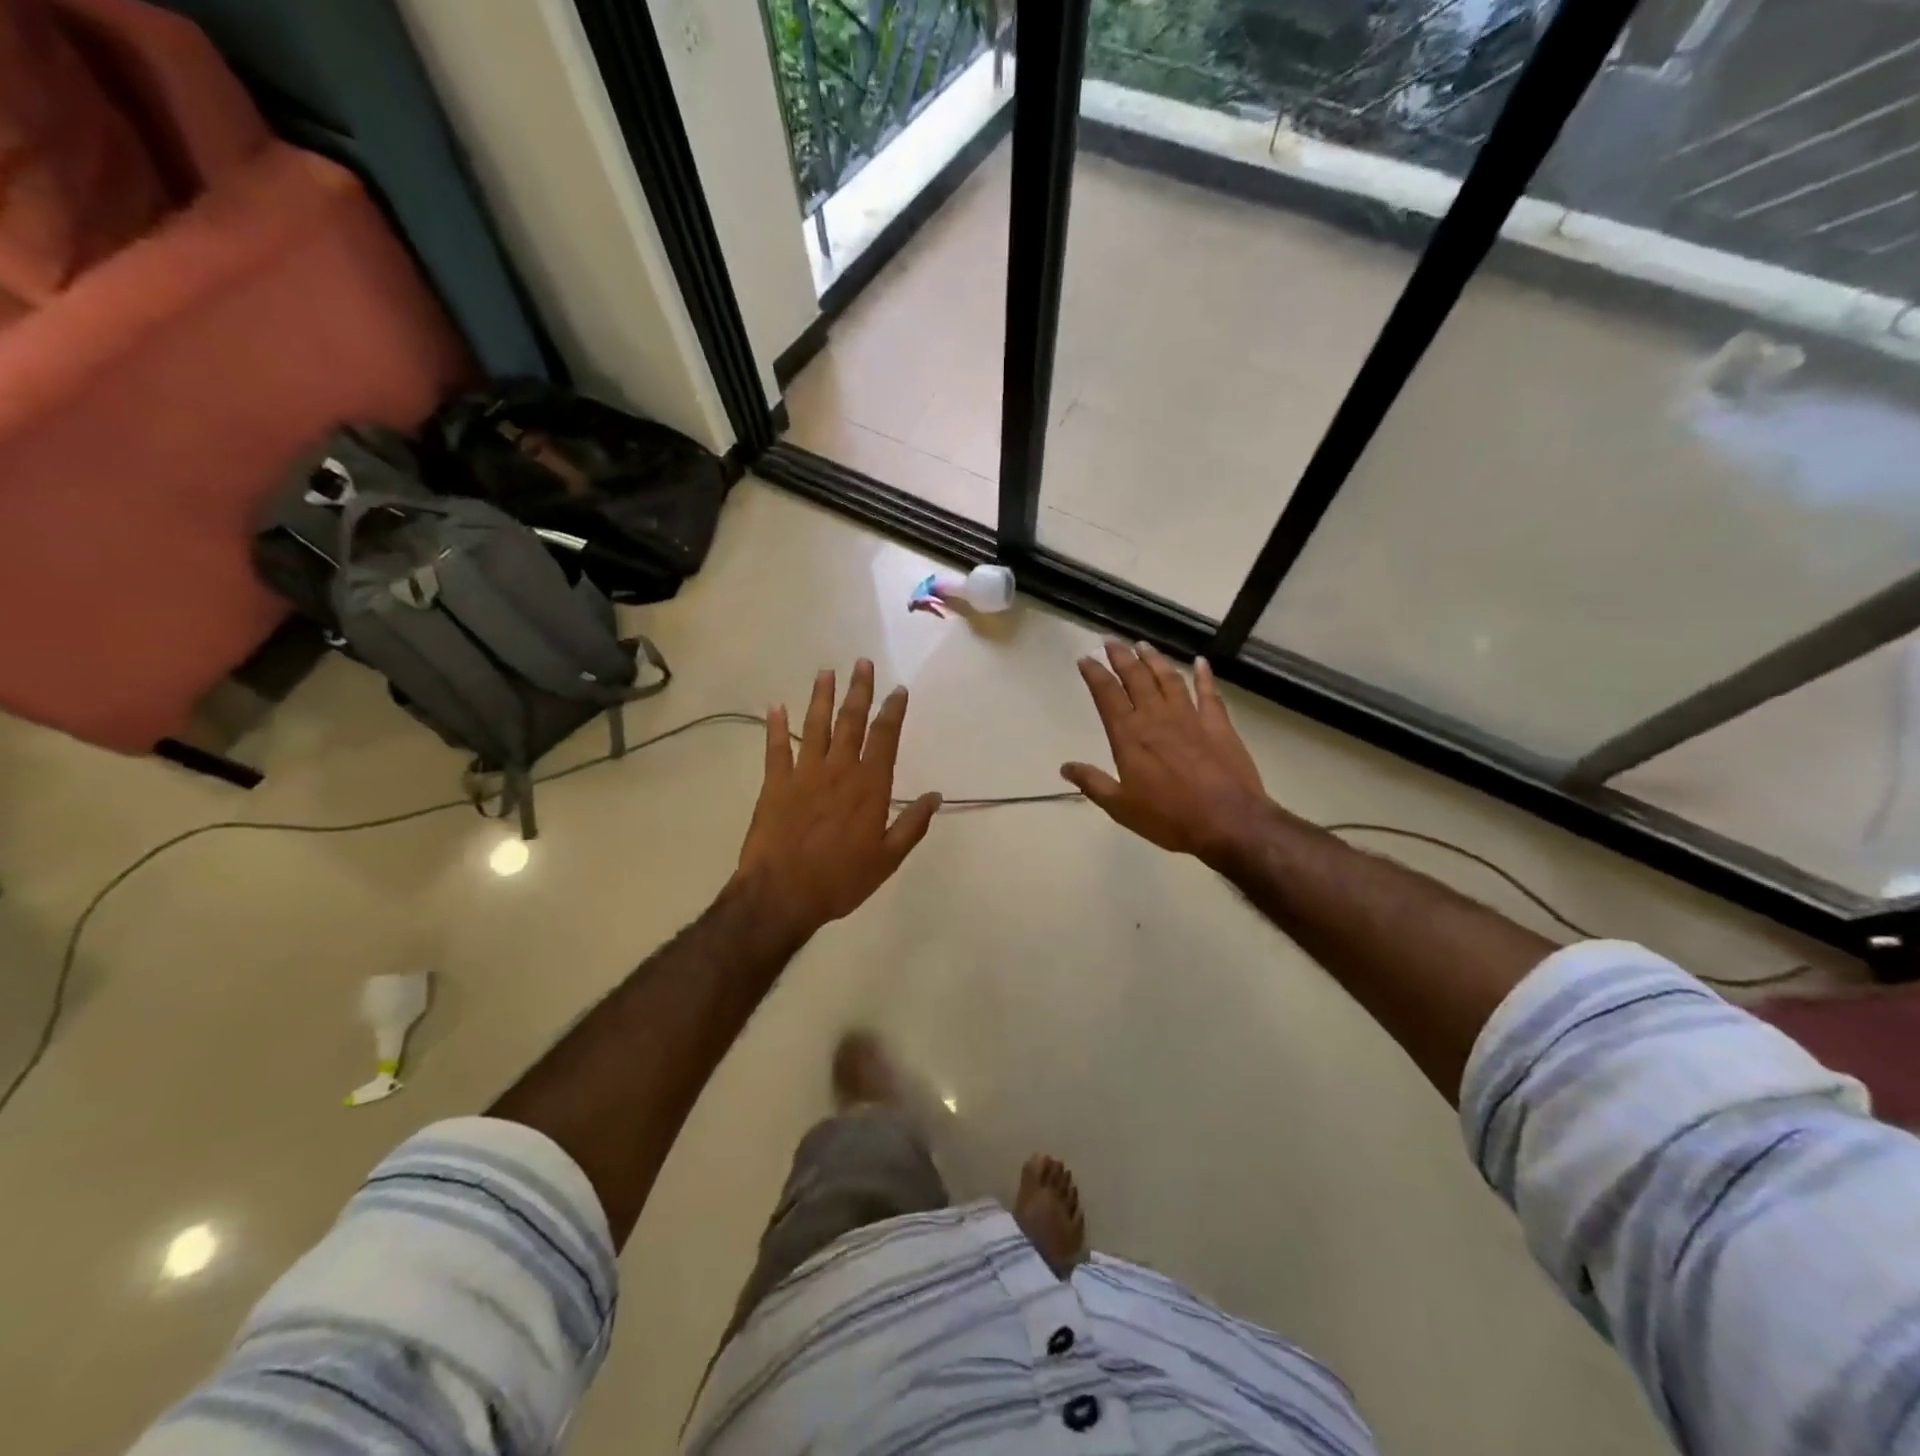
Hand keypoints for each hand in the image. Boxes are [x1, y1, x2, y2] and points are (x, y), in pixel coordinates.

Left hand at [735, 659, 940, 940]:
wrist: (782, 894)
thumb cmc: (841, 879)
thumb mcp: (887, 859)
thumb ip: (912, 825)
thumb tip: (935, 796)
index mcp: (869, 786)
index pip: (885, 738)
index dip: (893, 711)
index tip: (898, 690)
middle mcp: (839, 770)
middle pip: (851, 721)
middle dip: (859, 690)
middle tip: (862, 663)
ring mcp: (804, 774)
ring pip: (815, 726)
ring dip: (821, 697)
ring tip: (826, 672)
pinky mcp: (774, 784)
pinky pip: (775, 749)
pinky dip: (775, 727)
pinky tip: (776, 706)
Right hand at [1062, 641, 1266, 860]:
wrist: (1227, 821)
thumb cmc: (1169, 817)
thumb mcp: (1121, 807)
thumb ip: (1093, 783)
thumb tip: (1065, 767)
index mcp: (1129, 736)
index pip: (1107, 695)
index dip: (1094, 674)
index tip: (1085, 658)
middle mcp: (1156, 718)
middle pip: (1136, 678)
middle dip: (1121, 657)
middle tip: (1111, 640)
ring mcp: (1190, 717)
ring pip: (1168, 679)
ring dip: (1154, 659)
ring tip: (1143, 644)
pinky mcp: (1218, 724)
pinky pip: (1209, 693)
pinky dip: (1204, 676)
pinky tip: (1200, 662)